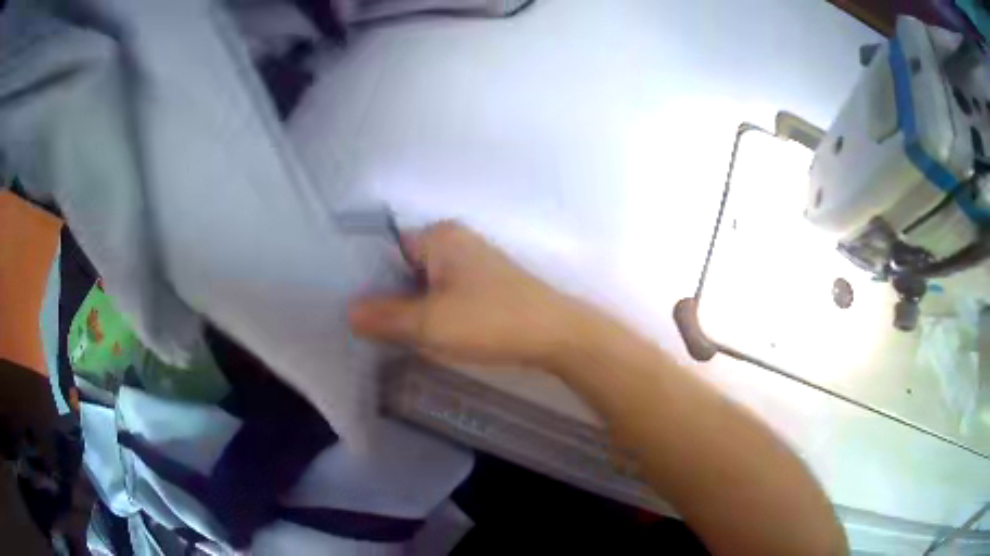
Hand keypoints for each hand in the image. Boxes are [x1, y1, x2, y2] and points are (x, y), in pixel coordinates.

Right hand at [348, 221, 588, 368]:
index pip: (386, 249)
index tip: (352, 307)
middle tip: (367, 327)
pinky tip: (427, 334)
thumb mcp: (429, 324)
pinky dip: (433, 311)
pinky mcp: (487, 285)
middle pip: (405, 267)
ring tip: (390, 334)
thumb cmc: (490, 322)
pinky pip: (446, 294)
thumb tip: (349, 312)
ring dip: (411, 307)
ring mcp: (474, 263)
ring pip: (426, 284)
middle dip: (388, 296)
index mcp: (440, 237)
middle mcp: (456, 242)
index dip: (367, 278)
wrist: (556, 336)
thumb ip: (385, 317)